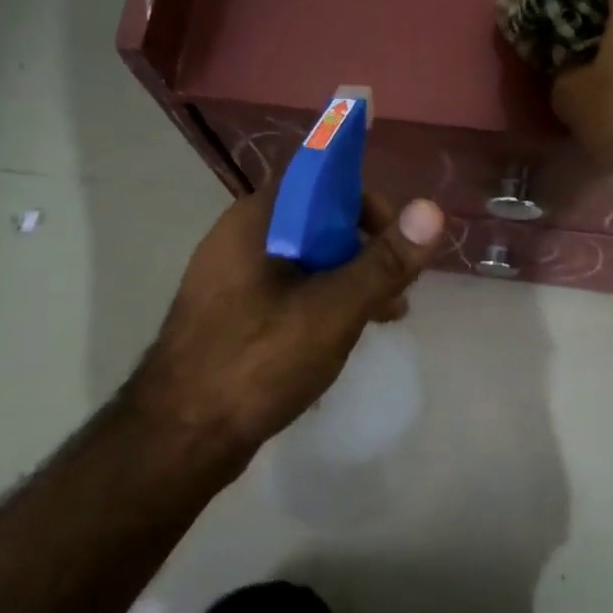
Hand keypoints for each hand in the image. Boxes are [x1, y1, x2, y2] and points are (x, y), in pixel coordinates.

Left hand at [128, 181, 445, 470]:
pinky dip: (321, 300)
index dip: (366, 202)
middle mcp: (239, 236)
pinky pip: (286, 289)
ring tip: (385, 317)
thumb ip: (384, 261)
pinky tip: (342, 335)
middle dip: (365, 248)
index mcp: (257, 219)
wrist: (180, 435)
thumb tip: (431, 209)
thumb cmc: (259, 361)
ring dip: (347, 278)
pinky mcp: (231, 311)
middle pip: (317, 219)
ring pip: (305, 259)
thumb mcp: (334, 309)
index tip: (397, 240)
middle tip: (397, 290)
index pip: (321, 178)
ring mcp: (230, 276)